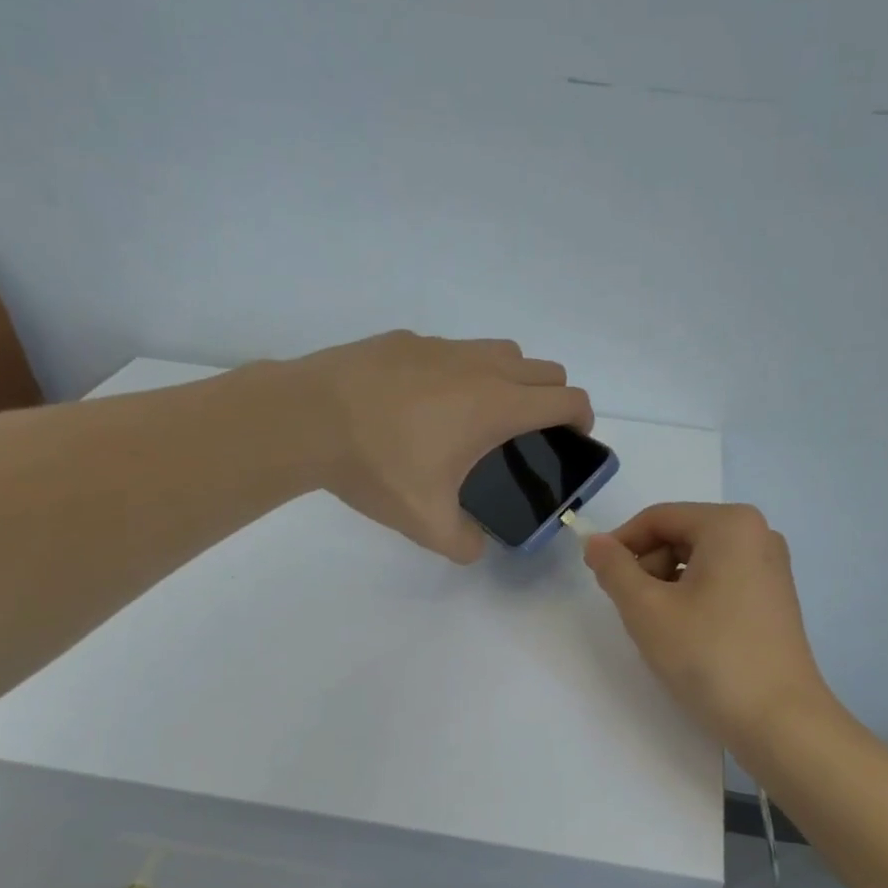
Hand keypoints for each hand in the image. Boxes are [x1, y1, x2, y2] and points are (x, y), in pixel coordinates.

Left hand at [289, 330, 591, 562]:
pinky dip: (463, 370)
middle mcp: (480, 367)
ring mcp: (442, 347)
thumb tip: (475, 548)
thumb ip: (463, 543)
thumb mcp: (425, 522)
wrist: (305, 418)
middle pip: (545, 369)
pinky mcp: (408, 339)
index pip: (567, 398)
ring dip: (513, 378)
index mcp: (497, 406)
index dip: (582, 419)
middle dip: (554, 398)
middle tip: (533, 433)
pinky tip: (426, 402)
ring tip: (483, 414)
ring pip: (502, 351)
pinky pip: (455, 350)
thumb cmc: (377, 466)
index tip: (574, 440)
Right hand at [584, 502, 833, 748]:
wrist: (779, 721)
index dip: (620, 544)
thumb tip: (595, 543)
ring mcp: (771, 568)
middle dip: (647, 568)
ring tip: (660, 629)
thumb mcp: (647, 610)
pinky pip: (721, 581)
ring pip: (699, 561)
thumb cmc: (709, 656)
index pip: (658, 518)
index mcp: (731, 524)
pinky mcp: (775, 599)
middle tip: (632, 612)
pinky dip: (694, 598)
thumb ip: (614, 569)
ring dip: (668, 586)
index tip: (598, 578)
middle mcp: (758, 534)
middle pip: (680, 536)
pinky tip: (688, 636)